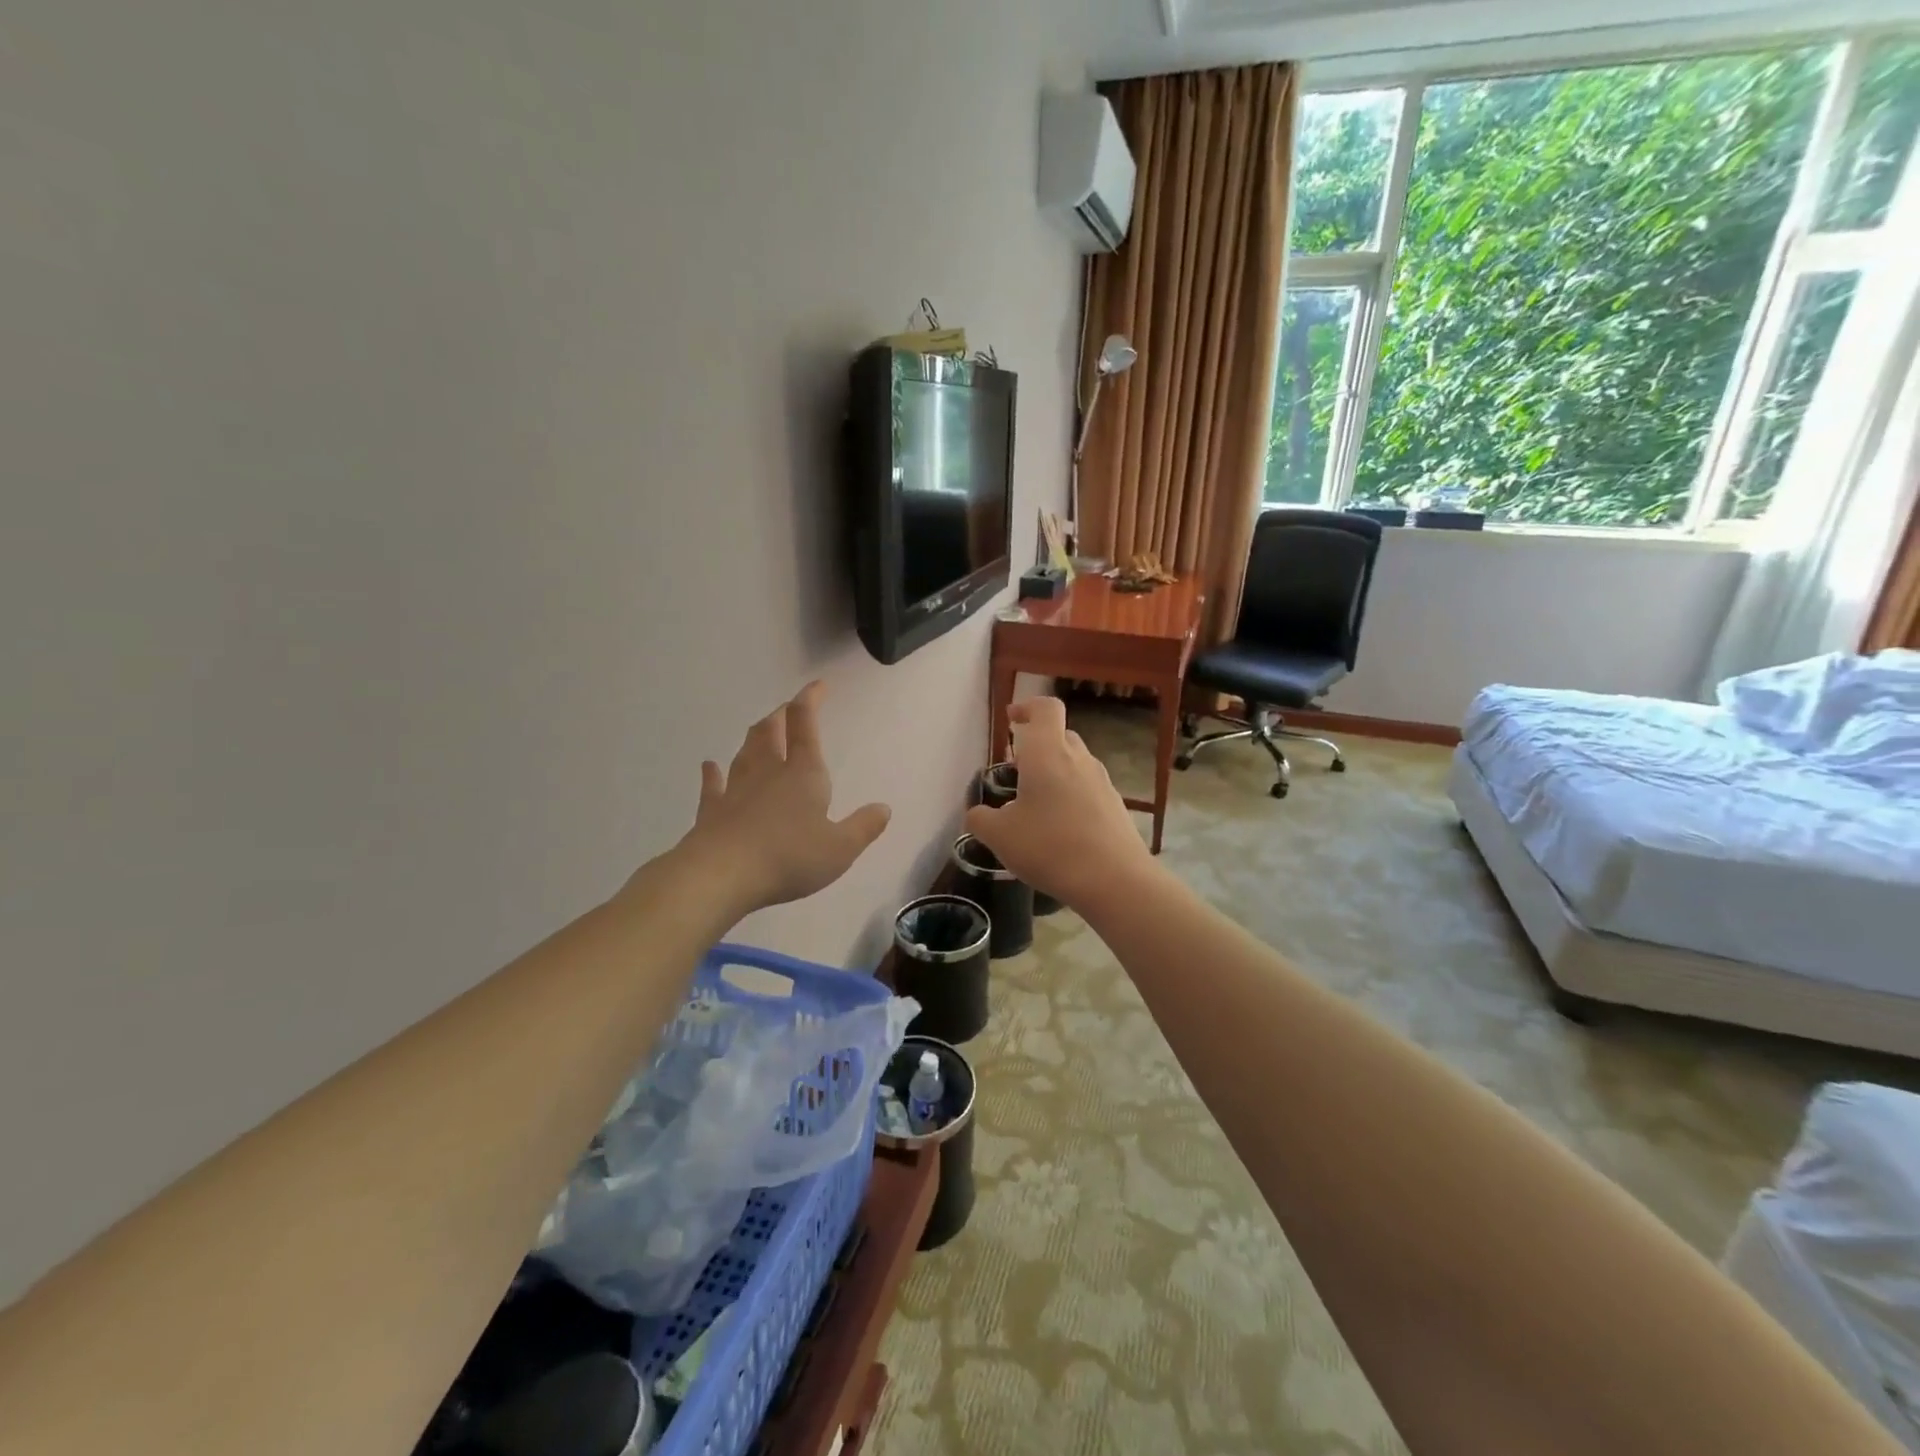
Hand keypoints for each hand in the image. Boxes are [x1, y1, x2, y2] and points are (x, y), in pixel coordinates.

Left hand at [667, 681, 890, 916]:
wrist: (722, 875)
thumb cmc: (789, 857)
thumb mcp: (840, 849)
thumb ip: (863, 827)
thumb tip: (884, 808)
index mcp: (803, 774)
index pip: (805, 725)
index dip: (810, 700)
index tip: (817, 684)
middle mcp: (768, 772)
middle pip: (770, 732)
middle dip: (781, 716)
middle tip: (787, 709)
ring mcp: (735, 790)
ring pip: (745, 753)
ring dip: (754, 737)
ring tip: (760, 729)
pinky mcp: (711, 811)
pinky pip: (712, 786)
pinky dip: (711, 774)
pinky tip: (708, 766)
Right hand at [963, 697, 1156, 911]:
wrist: (1114, 881)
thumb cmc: (1050, 847)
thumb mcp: (1000, 836)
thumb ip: (980, 819)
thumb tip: (977, 814)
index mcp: (1048, 753)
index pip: (1045, 709)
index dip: (1027, 707)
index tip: (1011, 720)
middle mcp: (1079, 759)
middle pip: (1060, 735)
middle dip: (1036, 746)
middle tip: (1015, 769)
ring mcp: (1102, 782)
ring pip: (1074, 763)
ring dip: (1053, 773)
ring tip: (1034, 805)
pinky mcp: (1115, 806)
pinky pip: (1087, 789)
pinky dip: (1070, 797)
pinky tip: (1059, 829)